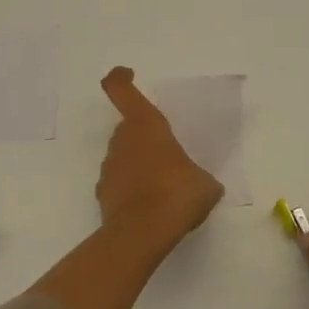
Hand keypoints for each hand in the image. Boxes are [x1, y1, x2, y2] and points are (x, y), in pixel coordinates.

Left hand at [95, 66, 224, 251]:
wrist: (142, 234)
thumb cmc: (177, 194)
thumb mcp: (205, 184)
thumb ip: (201, 177)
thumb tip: (203, 184)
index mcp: (146, 125)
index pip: (122, 90)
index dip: (121, 78)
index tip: (128, 74)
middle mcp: (122, 140)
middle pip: (127, 127)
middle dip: (144, 136)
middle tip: (167, 153)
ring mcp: (109, 167)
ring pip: (123, 155)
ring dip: (138, 163)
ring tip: (163, 186)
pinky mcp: (102, 194)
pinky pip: (118, 183)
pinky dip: (130, 189)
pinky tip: (150, 206)